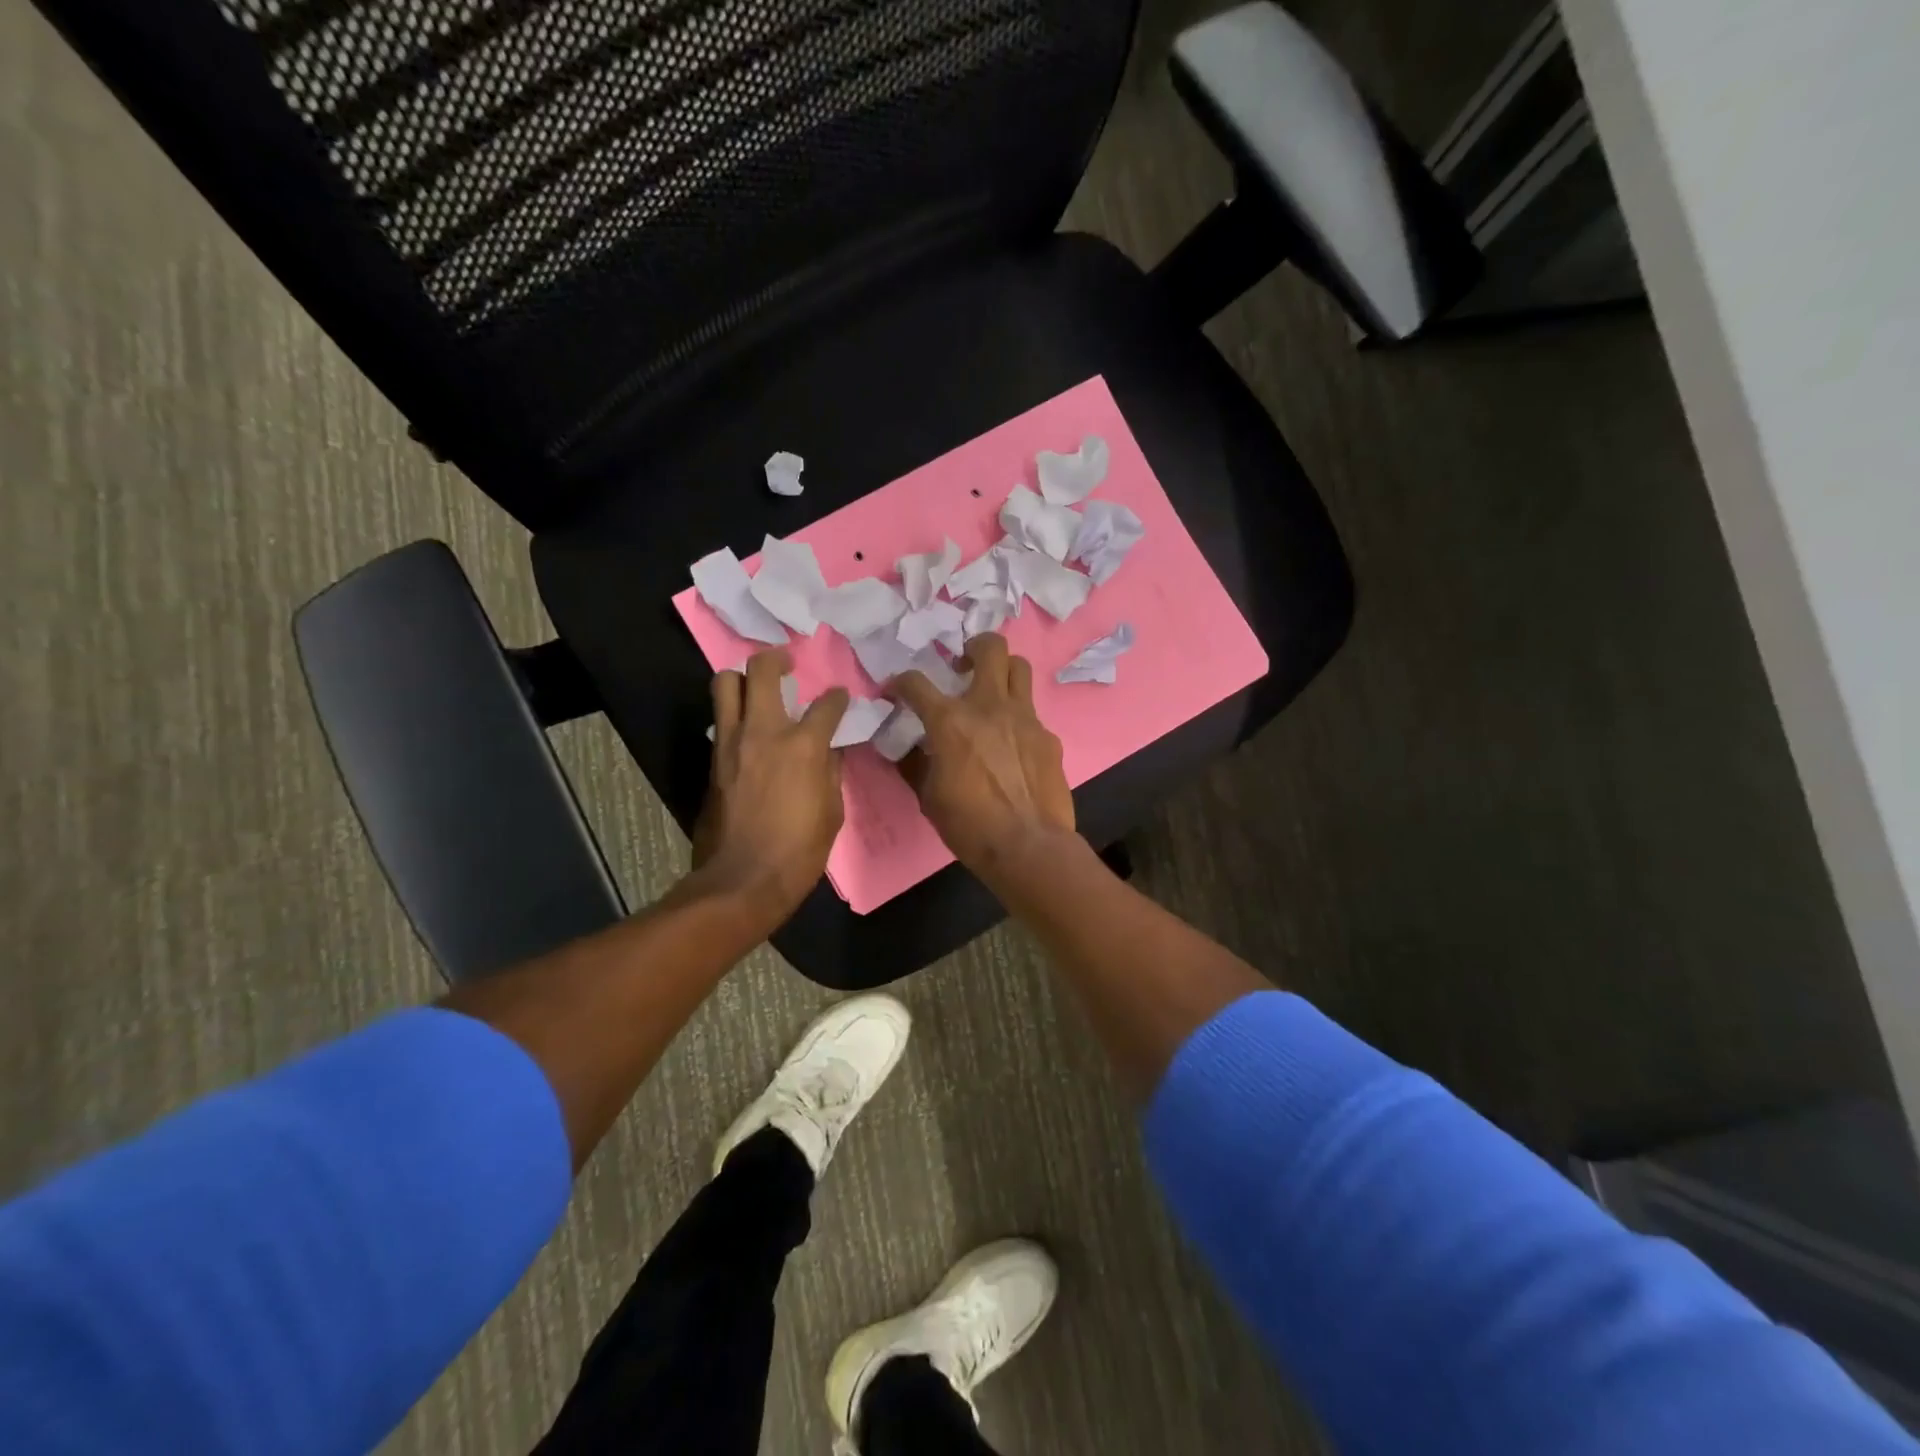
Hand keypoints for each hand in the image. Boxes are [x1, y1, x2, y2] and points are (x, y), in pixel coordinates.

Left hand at [693, 649, 848, 923]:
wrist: (743, 879)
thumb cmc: (800, 850)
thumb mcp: (832, 810)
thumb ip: (831, 771)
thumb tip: (829, 749)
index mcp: (803, 745)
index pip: (826, 705)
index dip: (837, 698)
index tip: (840, 698)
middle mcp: (764, 732)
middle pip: (760, 672)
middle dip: (775, 659)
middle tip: (786, 663)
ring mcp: (731, 743)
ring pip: (725, 685)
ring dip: (742, 679)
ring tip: (756, 686)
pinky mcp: (712, 760)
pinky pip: (720, 721)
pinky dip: (734, 714)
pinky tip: (747, 729)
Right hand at [886, 633, 1075, 871]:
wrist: (1028, 846)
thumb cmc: (970, 825)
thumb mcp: (928, 796)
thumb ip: (915, 763)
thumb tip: (907, 748)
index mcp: (951, 721)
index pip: (916, 683)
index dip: (901, 683)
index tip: (896, 691)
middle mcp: (989, 706)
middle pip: (990, 647)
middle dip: (973, 647)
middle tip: (963, 665)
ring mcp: (1025, 718)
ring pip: (1019, 668)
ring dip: (1002, 671)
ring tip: (991, 691)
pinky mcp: (1048, 736)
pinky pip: (1031, 713)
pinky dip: (1017, 719)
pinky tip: (1013, 744)